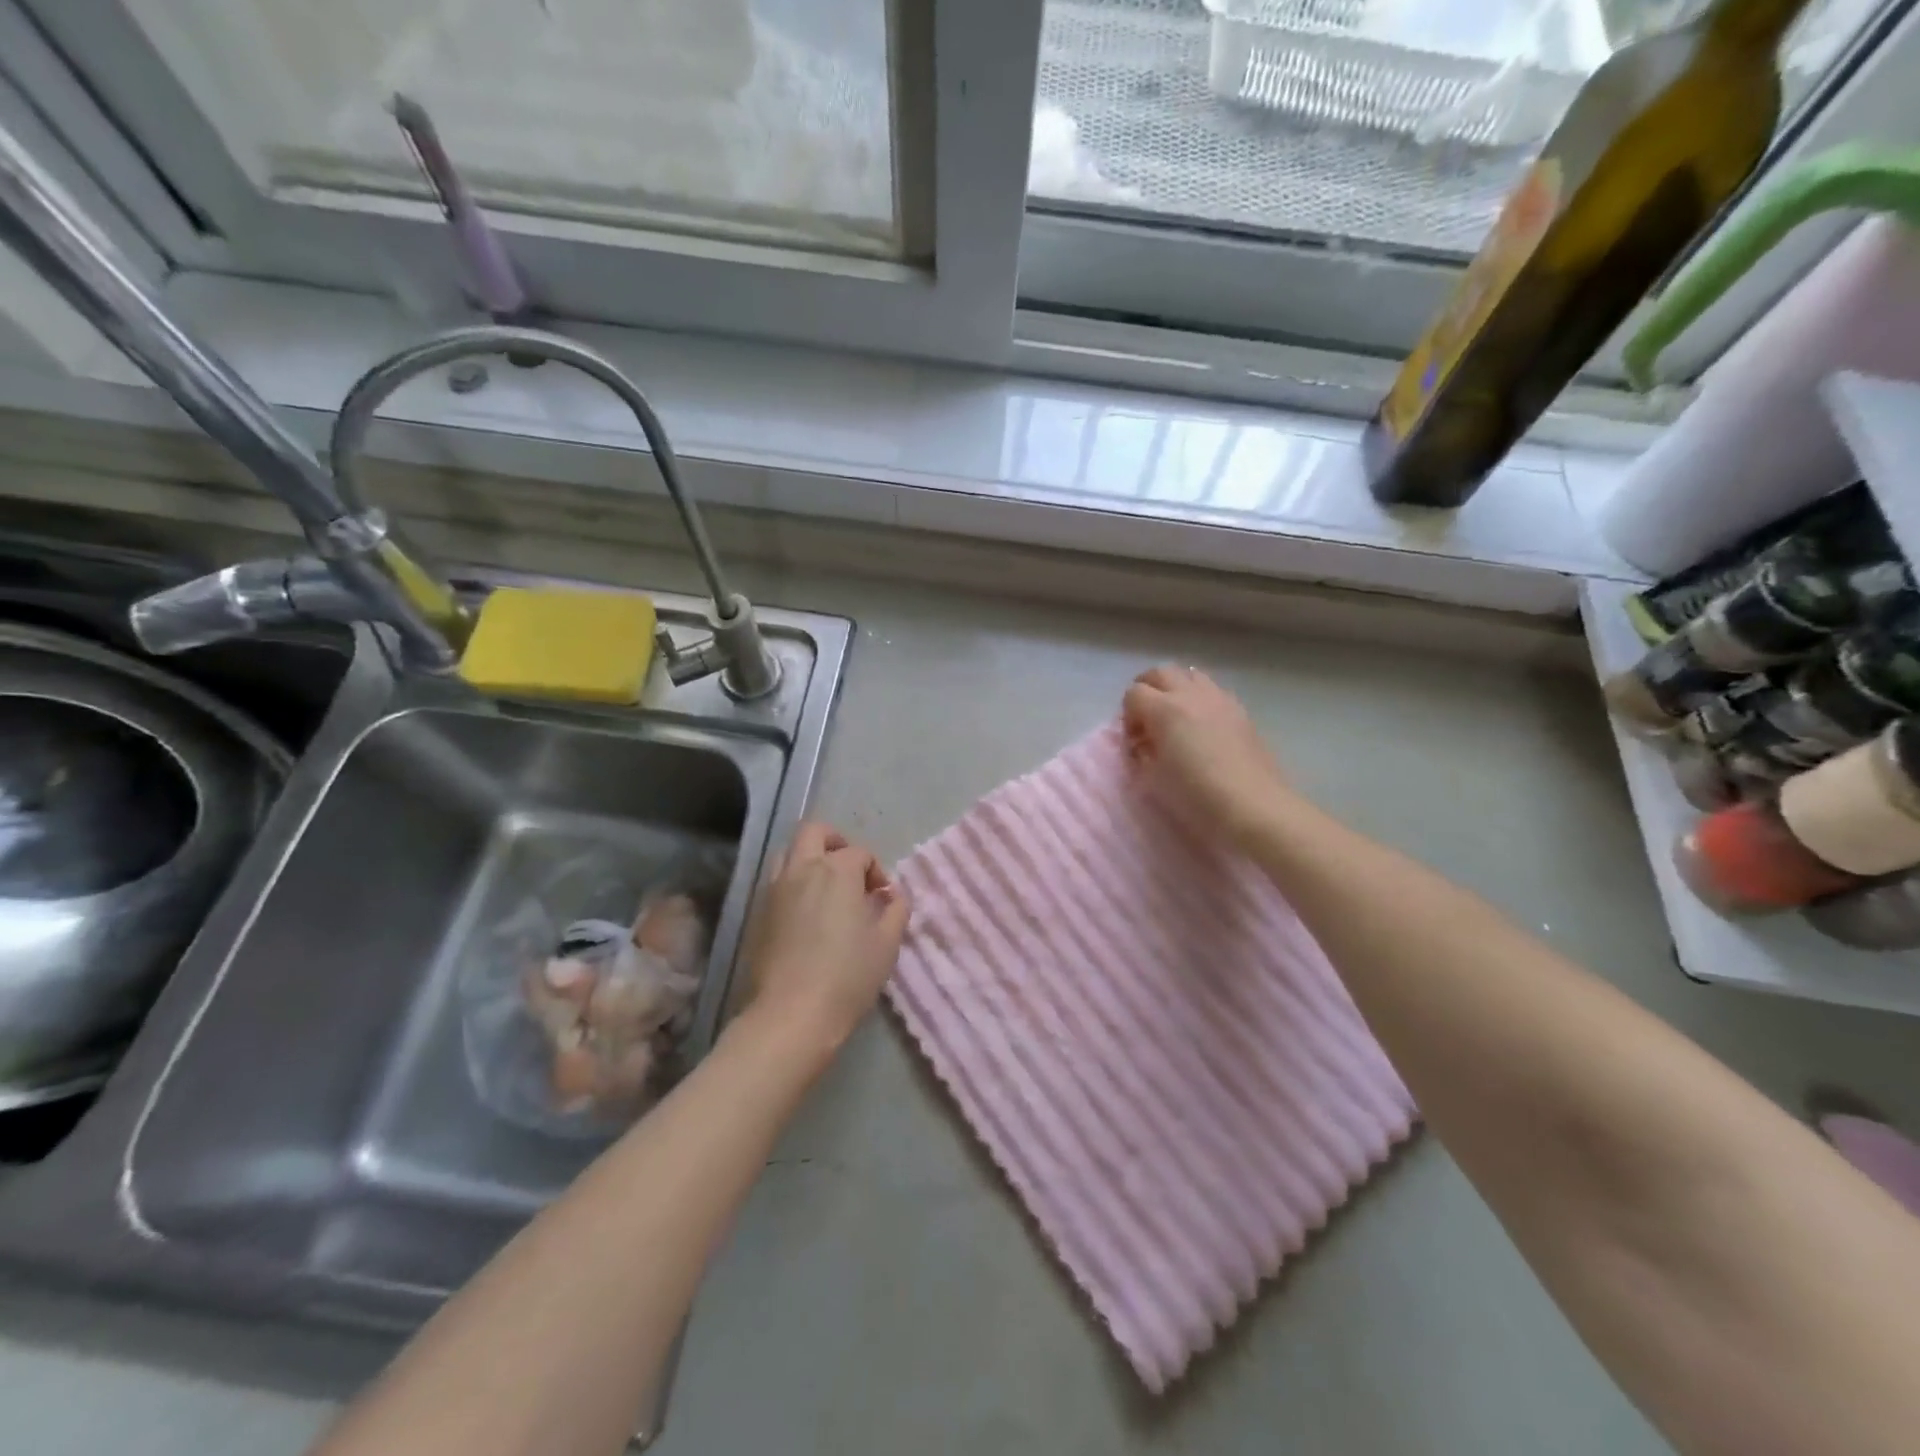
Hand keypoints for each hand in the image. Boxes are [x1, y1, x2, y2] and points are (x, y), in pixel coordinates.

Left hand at [743, 822, 910, 1058]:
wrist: (791, 1014)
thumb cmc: (848, 976)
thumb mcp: (887, 944)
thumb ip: (896, 910)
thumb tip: (892, 895)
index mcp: (837, 871)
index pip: (860, 853)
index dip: (876, 871)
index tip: (883, 898)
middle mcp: (802, 869)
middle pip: (814, 832)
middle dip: (836, 842)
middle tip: (850, 870)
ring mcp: (775, 889)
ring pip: (788, 852)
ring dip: (809, 859)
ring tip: (826, 889)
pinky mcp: (758, 913)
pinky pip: (776, 881)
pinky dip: (793, 884)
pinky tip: (807, 914)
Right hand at [1122, 665, 1292, 847]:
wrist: (1253, 808)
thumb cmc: (1196, 796)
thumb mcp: (1153, 779)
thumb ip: (1141, 754)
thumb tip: (1143, 745)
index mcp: (1165, 709)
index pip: (1133, 694)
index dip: (1127, 717)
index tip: (1134, 743)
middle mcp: (1191, 695)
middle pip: (1160, 673)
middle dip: (1146, 690)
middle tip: (1145, 721)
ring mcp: (1220, 699)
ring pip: (1190, 675)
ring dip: (1174, 689)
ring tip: (1174, 719)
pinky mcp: (1241, 711)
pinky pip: (1213, 691)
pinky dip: (1199, 699)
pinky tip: (1202, 728)